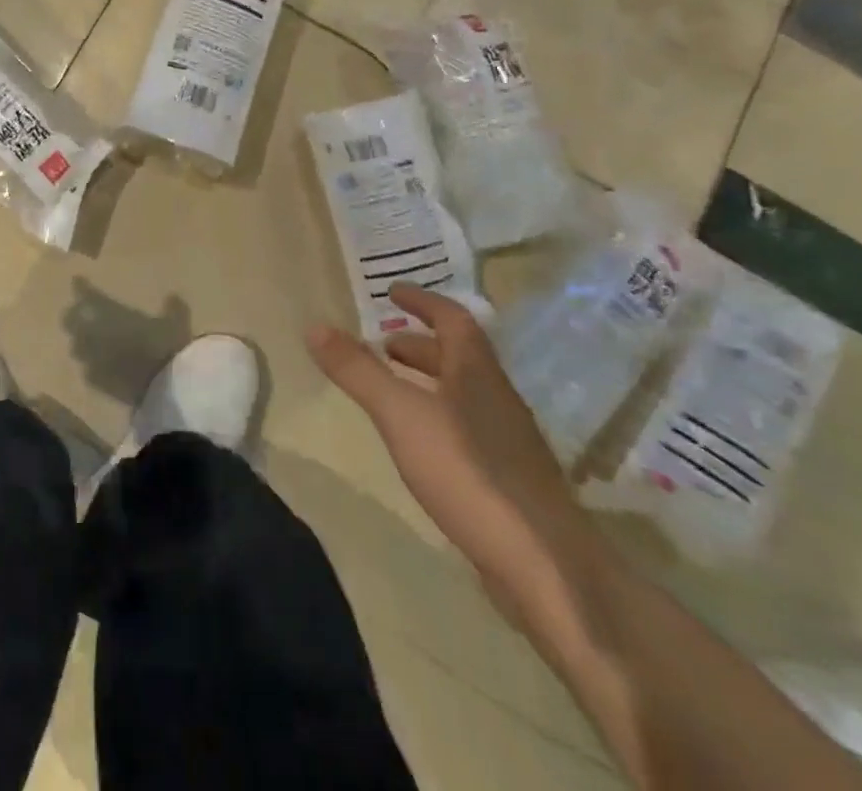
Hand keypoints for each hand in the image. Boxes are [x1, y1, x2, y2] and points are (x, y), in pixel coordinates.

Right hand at [308, 284, 602, 622]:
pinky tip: (419, 445)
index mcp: (476, 373)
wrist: (547, 569)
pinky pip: (467, 429)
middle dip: (419, 346)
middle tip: (382, 346)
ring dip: (427, 382)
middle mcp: (497, 399)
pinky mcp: (509, 481)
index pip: (453, 319)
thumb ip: (358, 371)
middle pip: (458, 357)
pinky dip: (437, 418)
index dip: (423, 301)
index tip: (392, 292)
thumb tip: (314, 326)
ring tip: (391, 392)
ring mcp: (508, 442)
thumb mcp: (401, 415)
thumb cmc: (469, 473)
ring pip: (463, 395)